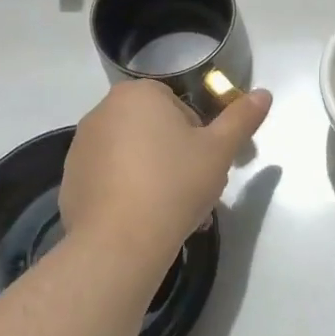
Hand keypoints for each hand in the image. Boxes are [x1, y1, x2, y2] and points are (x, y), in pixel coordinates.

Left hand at [59, 81, 271, 258]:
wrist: (121, 241)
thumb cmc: (175, 184)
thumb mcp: (220, 151)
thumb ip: (242, 118)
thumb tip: (264, 94)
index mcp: (138, 95)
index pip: (178, 104)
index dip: (198, 134)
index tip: (204, 163)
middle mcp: (102, 112)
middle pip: (152, 129)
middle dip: (175, 155)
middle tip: (192, 189)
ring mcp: (81, 147)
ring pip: (131, 155)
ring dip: (152, 174)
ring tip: (170, 211)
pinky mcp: (70, 180)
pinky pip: (109, 179)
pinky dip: (126, 192)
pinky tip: (141, 219)